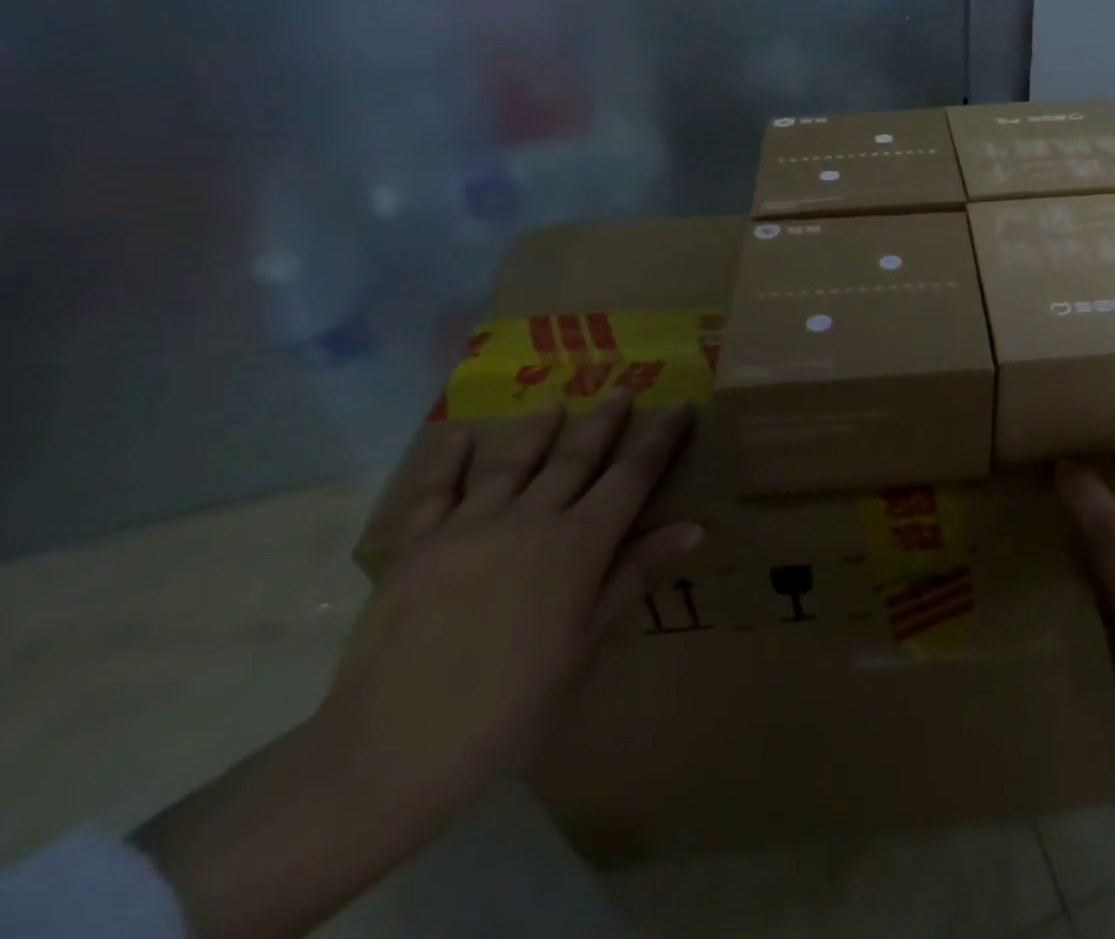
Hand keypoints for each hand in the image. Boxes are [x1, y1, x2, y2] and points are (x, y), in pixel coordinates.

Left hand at [136, 400, 700, 938]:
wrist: (389, 753)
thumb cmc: (510, 707)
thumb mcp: (585, 645)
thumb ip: (635, 576)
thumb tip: (695, 527)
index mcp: (576, 545)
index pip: (631, 477)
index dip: (659, 440)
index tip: (681, 408)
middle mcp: (528, 520)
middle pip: (576, 458)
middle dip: (605, 423)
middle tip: (623, 391)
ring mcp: (468, 528)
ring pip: (512, 463)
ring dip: (538, 430)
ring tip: (556, 405)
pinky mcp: (416, 547)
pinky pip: (435, 492)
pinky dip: (448, 461)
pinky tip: (458, 437)